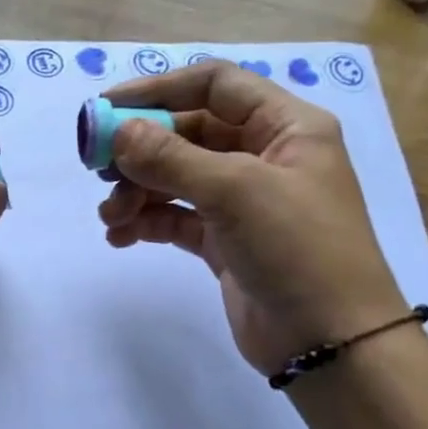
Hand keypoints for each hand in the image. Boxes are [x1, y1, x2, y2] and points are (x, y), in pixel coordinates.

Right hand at [96, 61, 405, 376]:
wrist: (331, 343)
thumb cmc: (298, 249)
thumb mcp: (235, 191)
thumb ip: (170, 157)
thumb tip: (116, 133)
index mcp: (285, 126)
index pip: (214, 85)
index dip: (158, 89)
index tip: (105, 107)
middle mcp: (265, 156)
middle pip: (187, 133)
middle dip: (140, 150)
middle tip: (96, 168)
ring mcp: (244, 201)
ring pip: (176, 178)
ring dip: (137, 191)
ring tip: (112, 216)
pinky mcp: (225, 241)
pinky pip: (175, 218)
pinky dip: (146, 222)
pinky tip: (121, 237)